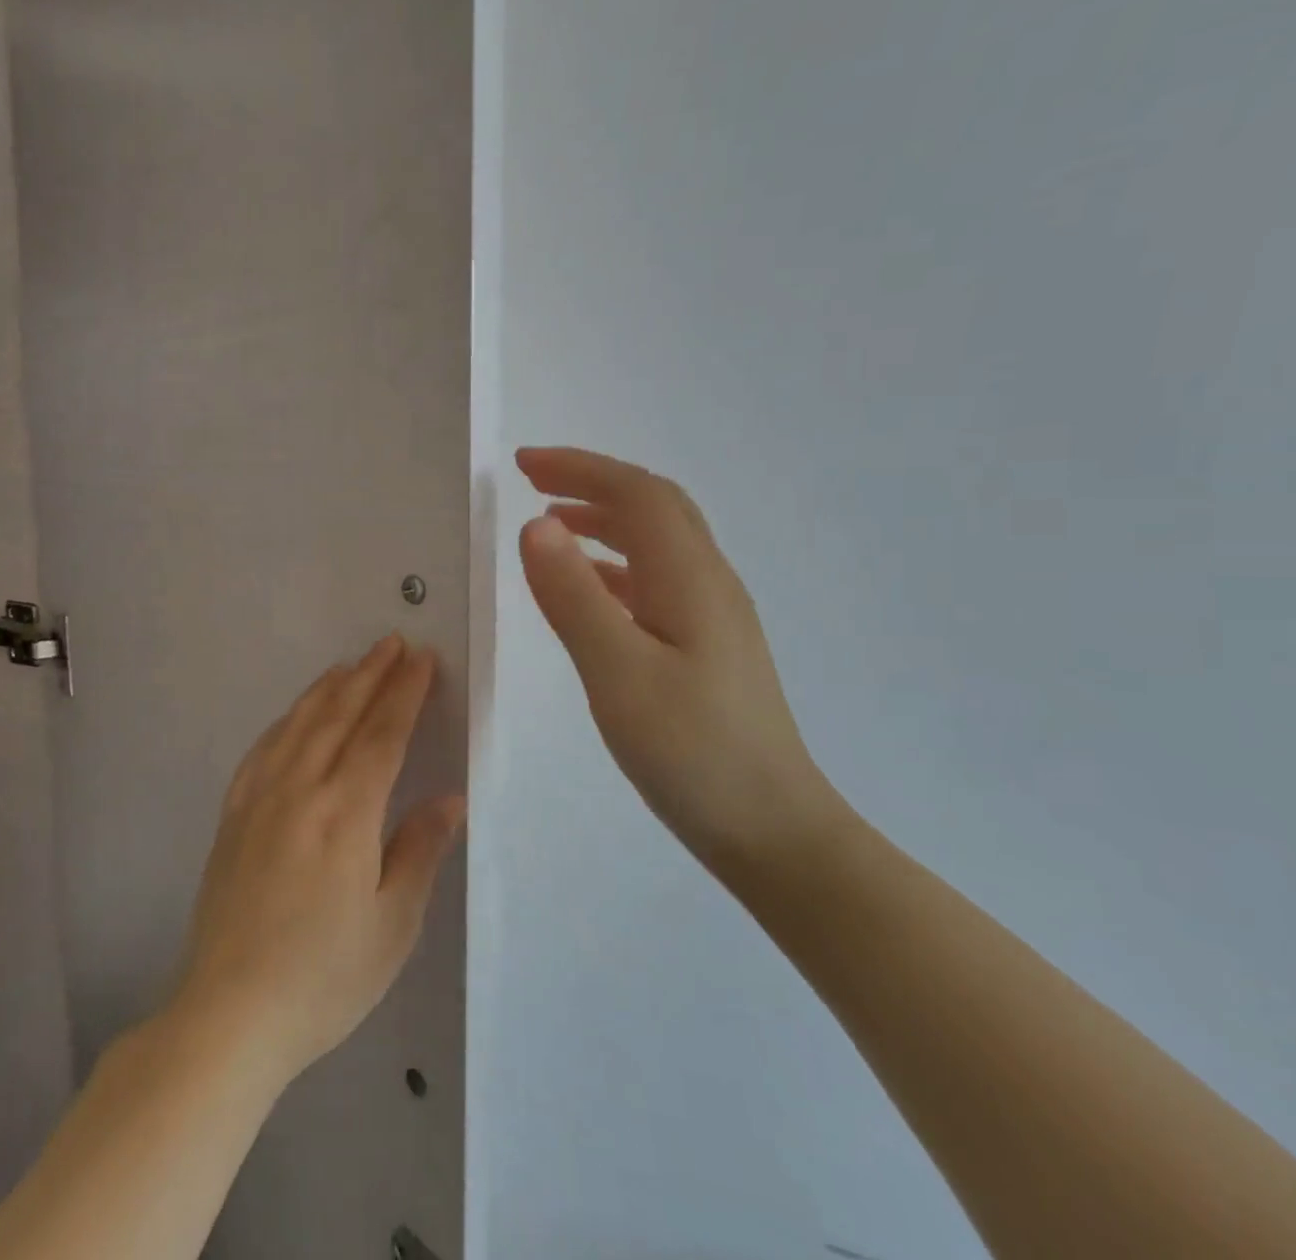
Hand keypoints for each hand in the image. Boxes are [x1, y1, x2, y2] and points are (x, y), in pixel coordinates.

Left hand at [170, 636, 465, 1085]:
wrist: (230, 1013)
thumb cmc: (324, 977)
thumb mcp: (391, 924)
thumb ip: (419, 850)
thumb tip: (450, 798)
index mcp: (345, 813)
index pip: (382, 734)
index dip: (404, 693)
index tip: (422, 660)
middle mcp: (300, 790)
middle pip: (340, 715)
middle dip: (370, 675)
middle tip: (392, 643)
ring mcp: (259, 798)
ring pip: (299, 723)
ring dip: (329, 688)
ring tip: (351, 665)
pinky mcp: (233, 815)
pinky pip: (262, 749)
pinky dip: (286, 721)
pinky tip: (295, 715)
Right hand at [516, 447, 846, 870]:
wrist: (772, 830)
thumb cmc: (692, 752)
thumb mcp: (618, 673)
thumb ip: (573, 597)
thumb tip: (536, 524)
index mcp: (690, 578)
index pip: (636, 494)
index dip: (580, 468)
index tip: (522, 465)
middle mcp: (708, 582)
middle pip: (653, 506)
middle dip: (591, 482)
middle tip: (533, 481)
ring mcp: (713, 616)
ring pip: (657, 542)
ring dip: (603, 520)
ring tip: (551, 524)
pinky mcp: (708, 647)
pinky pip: (656, 580)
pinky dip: (614, 564)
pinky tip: (589, 588)